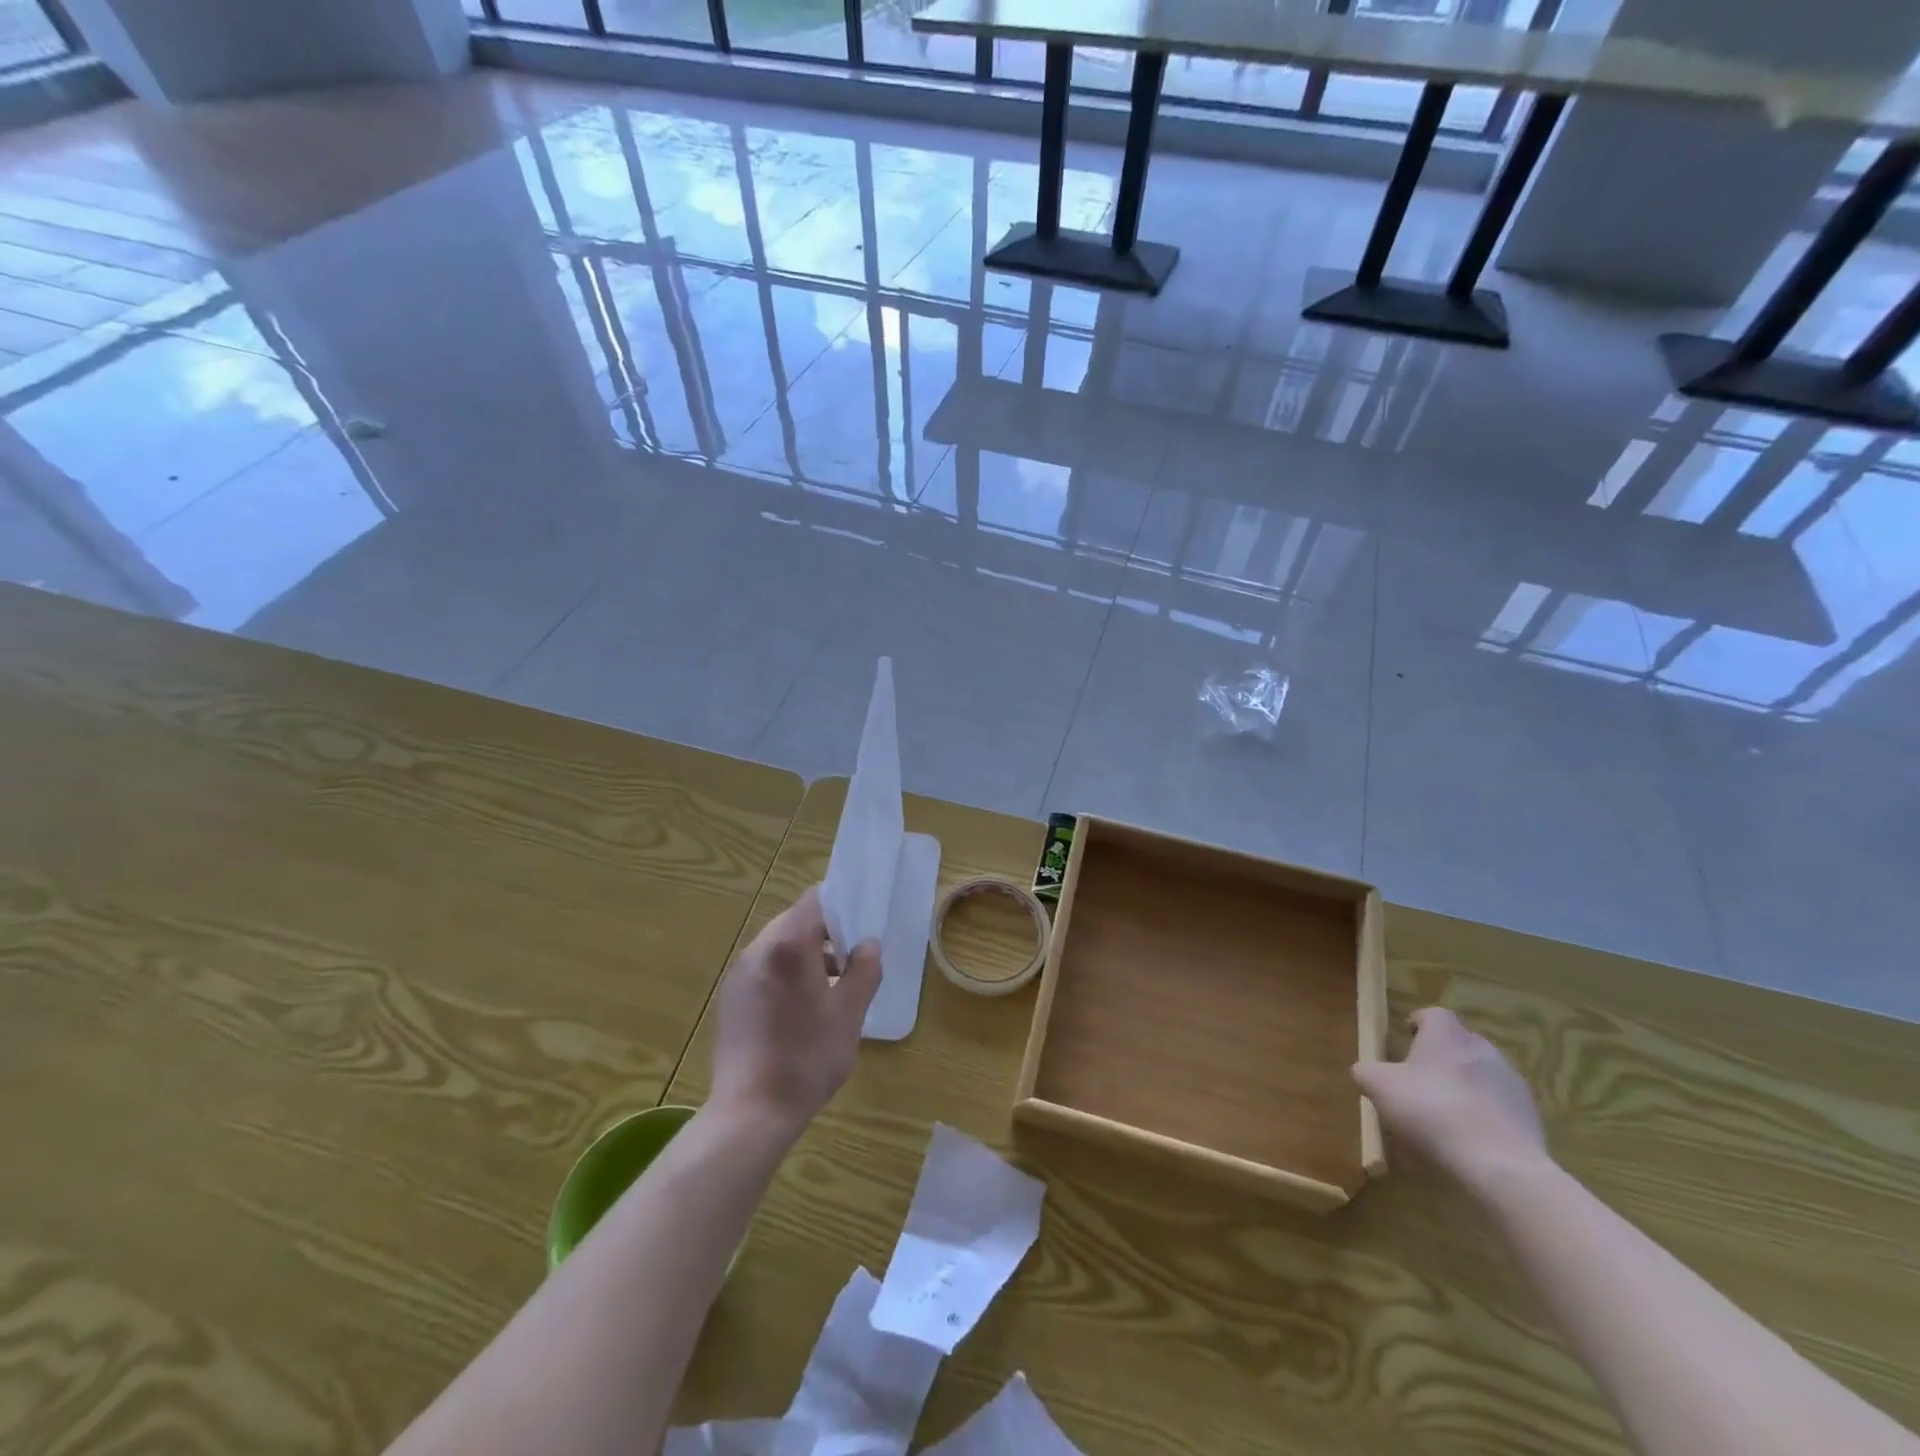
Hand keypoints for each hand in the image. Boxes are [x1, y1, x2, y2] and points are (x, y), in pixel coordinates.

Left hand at [708, 887, 880, 1138]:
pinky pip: (765, 968)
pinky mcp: (731, 998)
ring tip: (832, 988)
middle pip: (796, 921)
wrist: (751, 1113)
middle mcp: (758, 950)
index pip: (815, 900)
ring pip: (779, 946)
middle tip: (852, 960)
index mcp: (788, 945)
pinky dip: (787, 973)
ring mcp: (739, 974)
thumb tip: (867, 944)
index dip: (841, 905)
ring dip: (807, 955)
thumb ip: (863, 970)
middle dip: (826, 934)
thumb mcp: (849, 1014)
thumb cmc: (807, 1058)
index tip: (861, 925)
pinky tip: (802, 1009)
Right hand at [1353, 1007, 1549, 1195]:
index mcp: (1446, 1034)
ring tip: (1447, 1114)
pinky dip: (1486, 1114)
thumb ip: (1366, 1072)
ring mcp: (1512, 1082)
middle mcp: (1482, 1048)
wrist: (1500, 1164)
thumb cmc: (1431, 1110)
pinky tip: (1471, 1138)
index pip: (1433, 1014)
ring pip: (1482, 1074)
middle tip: (1422, 1079)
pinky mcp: (1531, 1116)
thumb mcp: (1379, 1087)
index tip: (1407, 1038)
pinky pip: (1501, 1106)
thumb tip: (1366, 1071)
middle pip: (1459, 1043)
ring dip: (1466, 1086)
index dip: (1419, 1024)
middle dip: (1442, 1057)